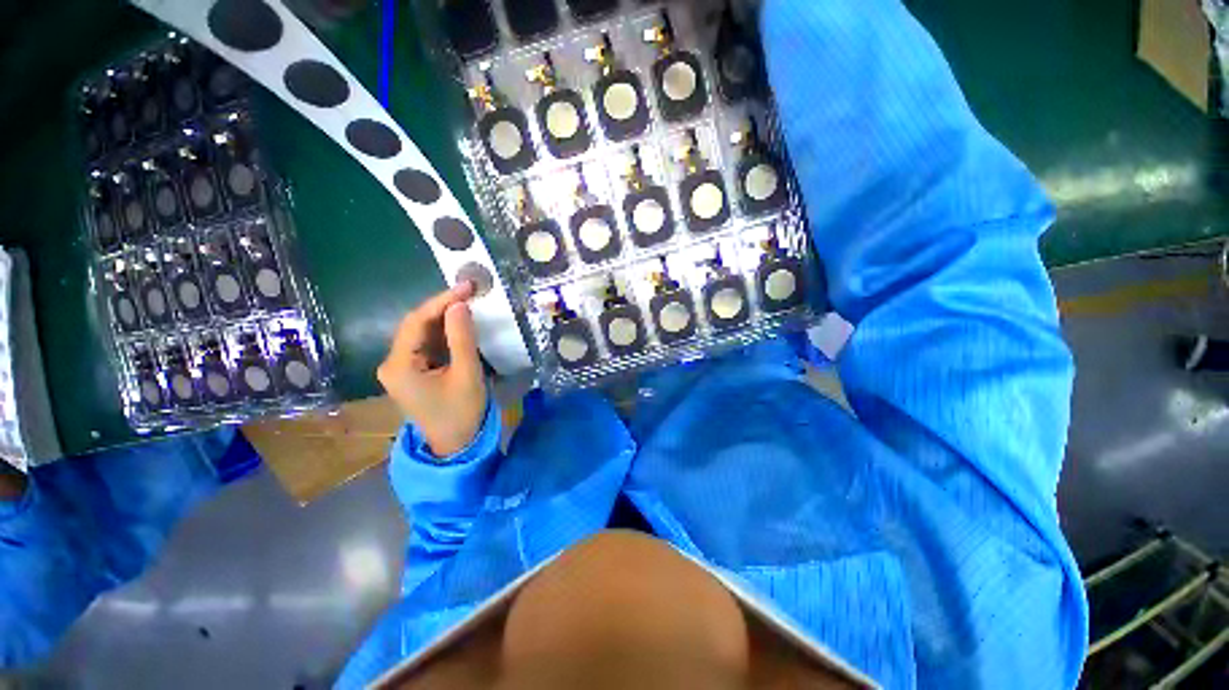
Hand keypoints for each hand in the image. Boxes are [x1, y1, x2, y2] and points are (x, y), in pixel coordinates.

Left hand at [377, 282, 486, 456]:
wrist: (456, 444)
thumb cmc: (461, 412)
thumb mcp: (466, 374)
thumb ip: (462, 338)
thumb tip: (460, 305)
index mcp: (399, 366)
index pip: (416, 322)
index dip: (441, 301)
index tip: (466, 287)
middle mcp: (392, 363)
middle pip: (415, 325)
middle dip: (443, 307)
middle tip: (470, 292)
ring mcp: (400, 368)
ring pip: (421, 333)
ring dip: (444, 318)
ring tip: (468, 303)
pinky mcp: (411, 372)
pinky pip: (426, 345)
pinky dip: (443, 333)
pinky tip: (459, 324)